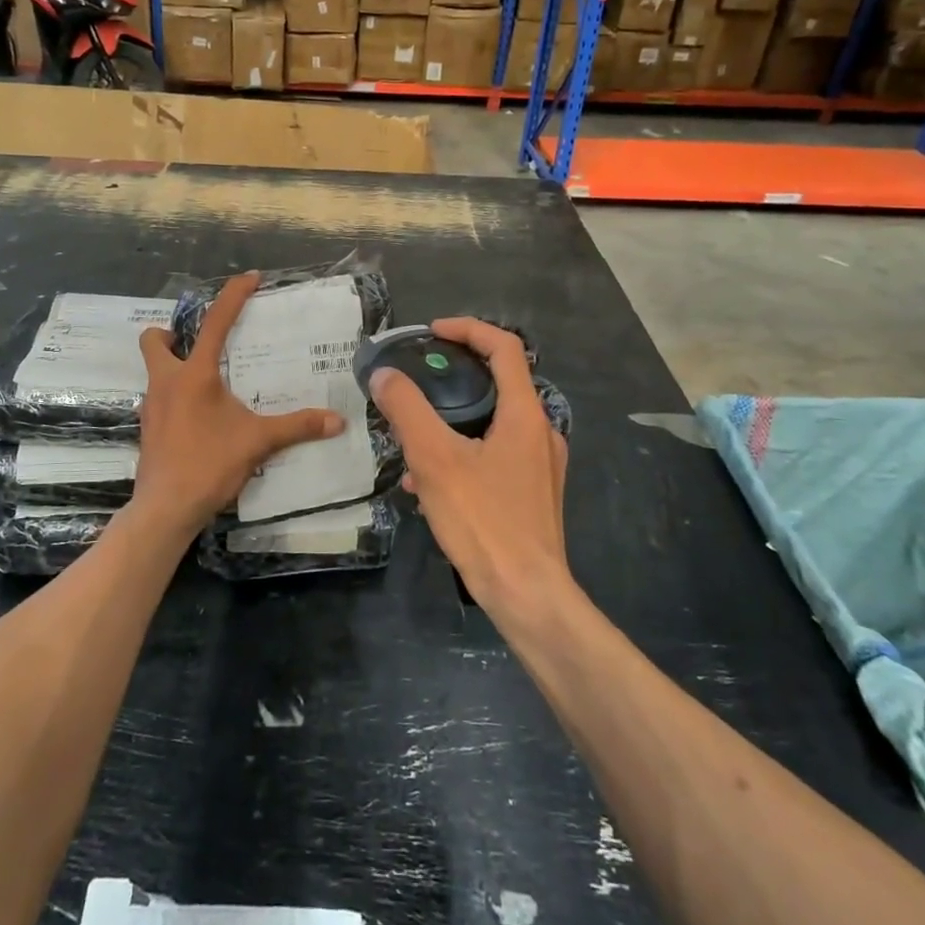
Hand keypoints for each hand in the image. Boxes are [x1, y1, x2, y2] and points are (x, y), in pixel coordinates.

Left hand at [132, 272, 345, 531]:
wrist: (165, 508)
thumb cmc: (209, 464)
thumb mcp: (258, 442)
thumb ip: (297, 427)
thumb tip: (337, 421)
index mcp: (194, 375)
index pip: (214, 323)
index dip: (232, 296)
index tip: (250, 278)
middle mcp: (166, 382)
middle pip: (154, 340)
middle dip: (172, 334)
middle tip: (200, 345)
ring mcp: (151, 406)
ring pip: (155, 371)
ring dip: (175, 367)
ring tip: (208, 384)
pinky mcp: (148, 429)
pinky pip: (160, 399)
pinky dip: (176, 397)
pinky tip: (199, 418)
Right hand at [367, 318, 570, 614]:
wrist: (527, 595)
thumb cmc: (484, 521)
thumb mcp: (434, 459)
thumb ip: (407, 410)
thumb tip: (383, 375)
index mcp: (526, 415)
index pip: (505, 348)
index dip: (468, 329)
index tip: (432, 332)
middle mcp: (541, 433)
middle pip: (498, 385)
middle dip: (453, 380)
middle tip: (416, 384)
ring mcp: (541, 467)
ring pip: (492, 426)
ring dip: (452, 424)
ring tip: (411, 444)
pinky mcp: (533, 495)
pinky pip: (494, 458)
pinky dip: (462, 456)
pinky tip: (427, 487)